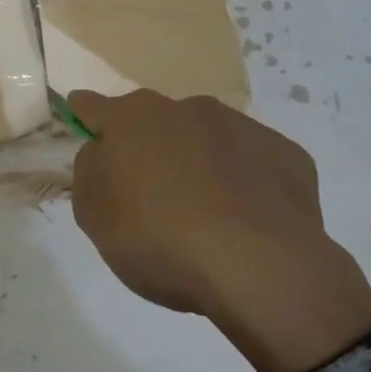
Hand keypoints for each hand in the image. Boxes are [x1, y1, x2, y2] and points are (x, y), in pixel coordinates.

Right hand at [67, 89, 370, 371]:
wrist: (259, 266)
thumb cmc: (159, 238)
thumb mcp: (94, 215)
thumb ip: (90, 173)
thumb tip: (103, 153)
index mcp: (130, 119)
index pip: (92, 105)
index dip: (85, 118)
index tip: (86, 130)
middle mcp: (183, 109)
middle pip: (153, 122)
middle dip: (148, 147)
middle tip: (150, 193)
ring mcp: (239, 127)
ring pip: (205, 138)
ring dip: (197, 162)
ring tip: (204, 214)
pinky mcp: (285, 153)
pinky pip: (251, 163)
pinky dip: (242, 182)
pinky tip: (246, 221)